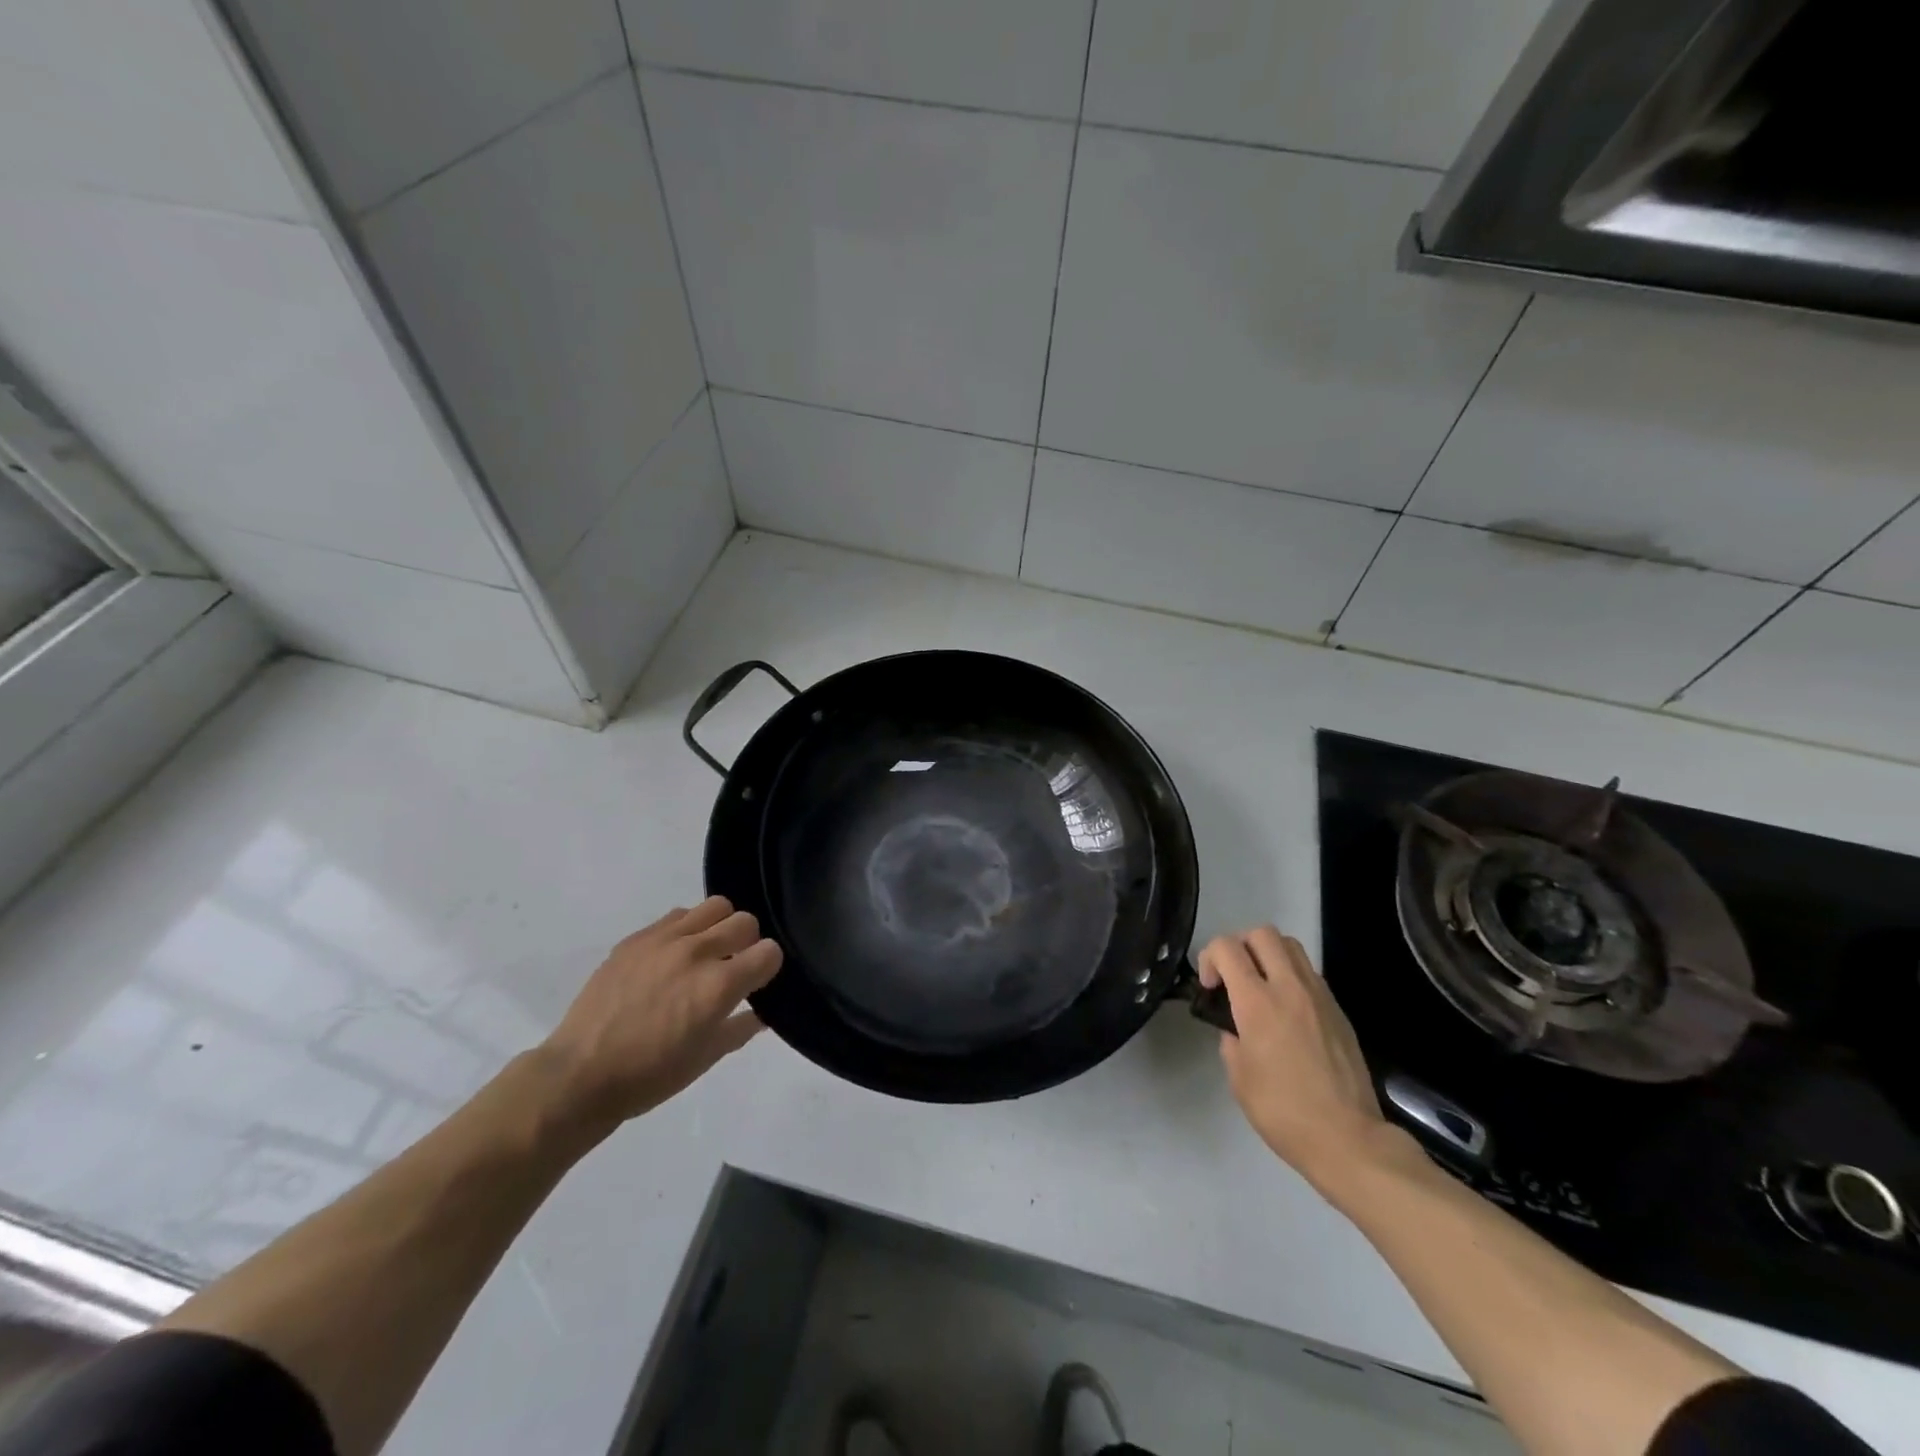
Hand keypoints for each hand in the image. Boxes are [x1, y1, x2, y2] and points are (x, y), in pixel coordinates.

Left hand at [536, 897, 782, 1136]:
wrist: (579, 1075)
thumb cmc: (649, 1076)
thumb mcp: (706, 1059)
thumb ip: (741, 1028)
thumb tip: (761, 1012)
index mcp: (719, 985)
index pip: (770, 951)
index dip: (769, 968)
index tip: (758, 982)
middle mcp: (697, 952)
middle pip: (746, 921)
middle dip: (748, 943)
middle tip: (733, 967)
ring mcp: (664, 940)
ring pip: (714, 906)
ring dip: (720, 927)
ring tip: (706, 954)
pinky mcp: (636, 938)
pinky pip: (677, 915)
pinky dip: (687, 929)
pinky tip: (673, 957)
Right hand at [1199, 927, 1397, 1194]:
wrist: (1348, 1139)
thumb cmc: (1283, 1111)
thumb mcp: (1239, 1077)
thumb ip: (1231, 1039)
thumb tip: (1236, 1028)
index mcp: (1257, 1002)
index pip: (1226, 948)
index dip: (1209, 958)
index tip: (1210, 988)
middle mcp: (1289, 988)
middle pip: (1262, 934)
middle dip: (1240, 946)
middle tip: (1234, 977)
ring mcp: (1319, 996)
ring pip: (1291, 946)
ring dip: (1268, 955)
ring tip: (1261, 987)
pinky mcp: (1338, 1011)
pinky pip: (1310, 973)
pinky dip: (1291, 977)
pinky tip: (1287, 1012)